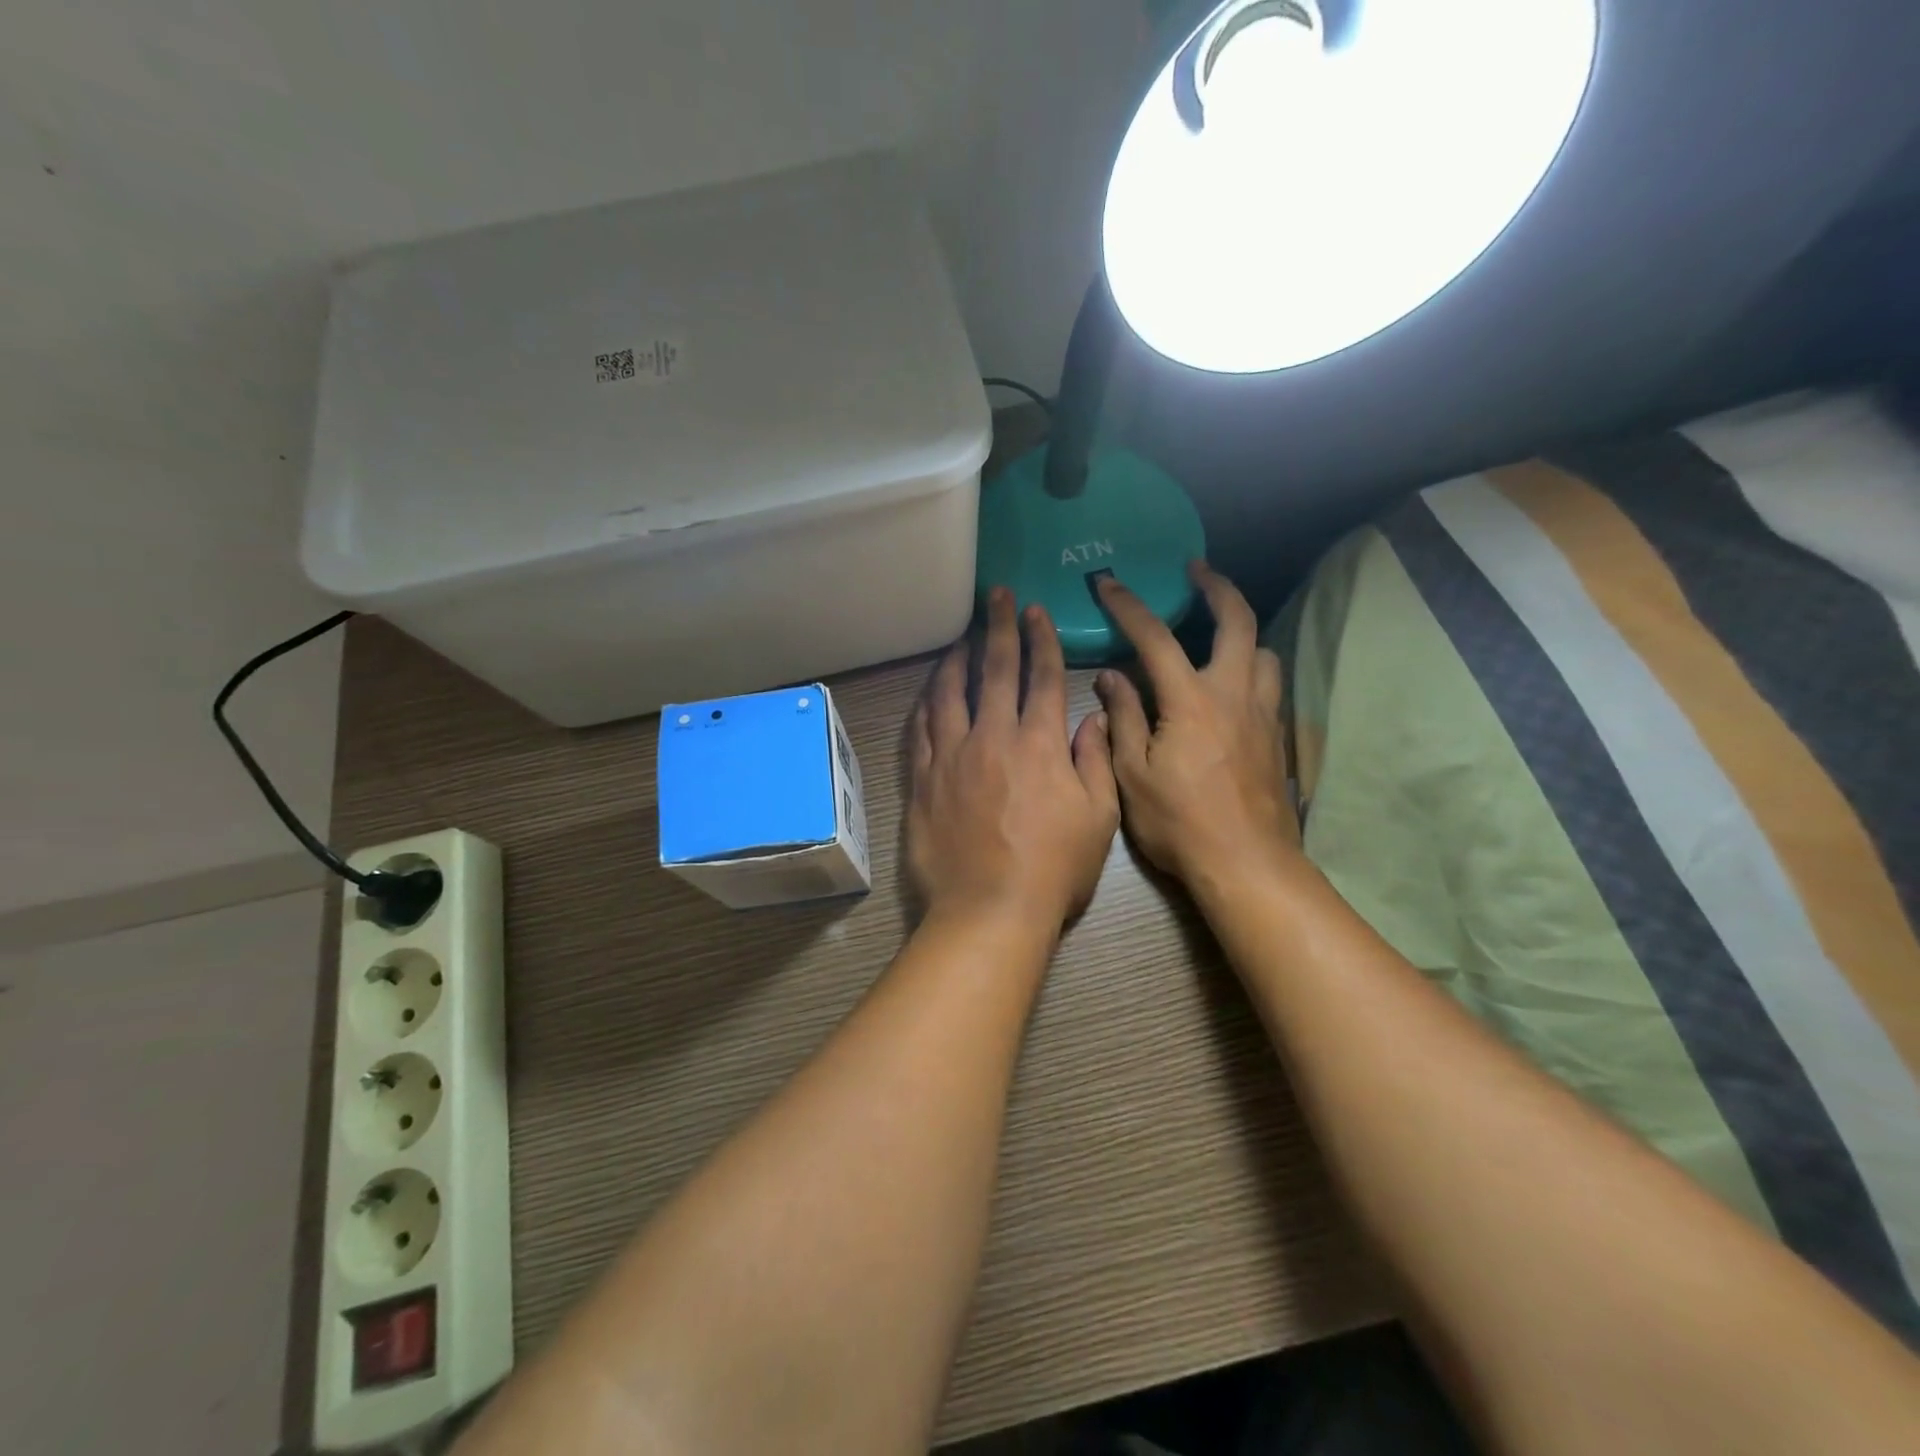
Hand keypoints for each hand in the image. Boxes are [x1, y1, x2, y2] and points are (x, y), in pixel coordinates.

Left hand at [908, 587, 1120, 929]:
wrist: (989, 910)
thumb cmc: (1054, 869)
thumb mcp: (1099, 818)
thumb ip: (1095, 762)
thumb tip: (1091, 719)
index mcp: (1041, 745)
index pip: (1042, 678)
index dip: (1041, 640)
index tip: (1036, 611)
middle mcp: (993, 738)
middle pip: (995, 671)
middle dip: (998, 628)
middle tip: (996, 596)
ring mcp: (952, 757)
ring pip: (950, 693)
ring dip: (957, 658)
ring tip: (961, 635)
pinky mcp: (924, 779)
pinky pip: (921, 729)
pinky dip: (926, 702)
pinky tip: (929, 689)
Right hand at [1093, 563, 1298, 892]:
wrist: (1246, 864)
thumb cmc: (1179, 822)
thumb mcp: (1132, 774)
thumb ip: (1124, 718)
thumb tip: (1112, 676)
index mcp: (1190, 701)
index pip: (1155, 637)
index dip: (1129, 604)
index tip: (1108, 582)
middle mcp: (1233, 694)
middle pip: (1238, 621)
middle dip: (1217, 587)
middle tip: (1197, 571)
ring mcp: (1262, 714)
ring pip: (1263, 652)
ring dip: (1241, 633)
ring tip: (1216, 637)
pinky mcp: (1276, 737)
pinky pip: (1268, 686)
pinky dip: (1250, 670)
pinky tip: (1230, 689)